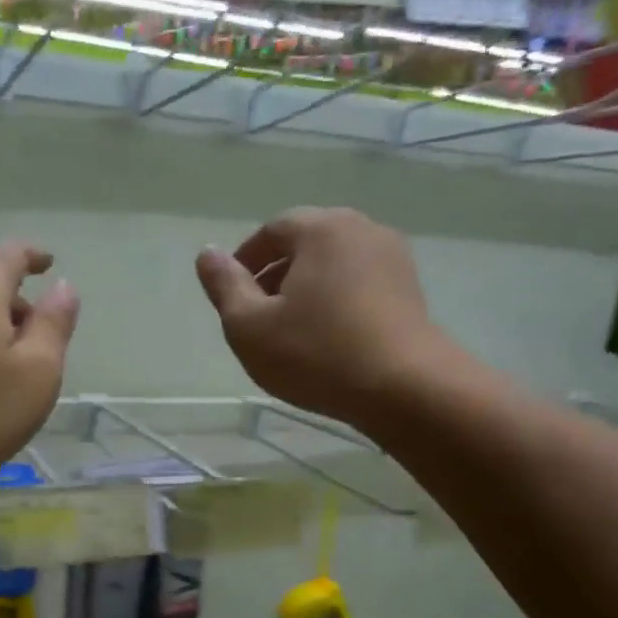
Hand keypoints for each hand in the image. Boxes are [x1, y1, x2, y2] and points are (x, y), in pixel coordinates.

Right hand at [197, 208, 462, 431]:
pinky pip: (359, 284)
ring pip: (334, 265)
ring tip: (292, 332)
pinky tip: (328, 339)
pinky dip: (336, 301)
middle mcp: (362, 230)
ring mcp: (393, 259)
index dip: (245, 262)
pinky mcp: (411, 290)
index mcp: (321, 228)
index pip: (271, 231)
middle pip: (305, 244)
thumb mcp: (250, 326)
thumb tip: (207, 254)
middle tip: (259, 317)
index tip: (233, 298)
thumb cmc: (316, 353)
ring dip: (306, 290)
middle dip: (276, 275)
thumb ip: (224, 286)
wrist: (405, 389)